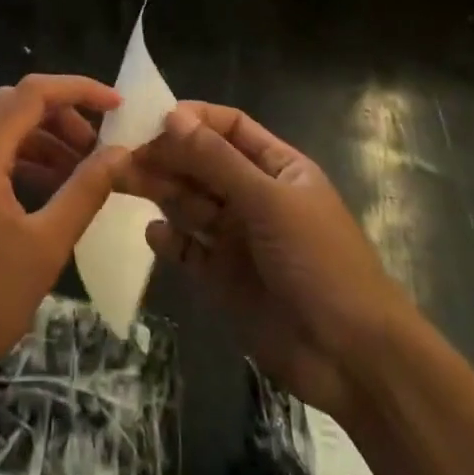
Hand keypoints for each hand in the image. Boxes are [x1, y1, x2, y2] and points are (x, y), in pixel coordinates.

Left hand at [0, 74, 123, 404]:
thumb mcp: (46, 244)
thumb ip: (85, 190)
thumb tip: (120, 153)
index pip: (33, 92)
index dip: (79, 90)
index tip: (117, 106)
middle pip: (15, 103)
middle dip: (62, 114)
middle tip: (97, 145)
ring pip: (2, 127)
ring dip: (43, 137)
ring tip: (81, 169)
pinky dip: (23, 157)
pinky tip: (49, 187)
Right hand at [124, 103, 406, 420]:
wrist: (352, 358)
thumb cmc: (319, 262)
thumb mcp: (269, 201)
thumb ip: (217, 160)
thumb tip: (172, 116)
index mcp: (278, 167)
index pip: (230, 127)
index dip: (194, 119)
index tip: (152, 118)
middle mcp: (255, 196)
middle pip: (203, 164)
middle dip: (167, 155)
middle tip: (121, 152)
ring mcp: (238, 238)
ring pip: (190, 203)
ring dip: (159, 190)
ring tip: (121, 180)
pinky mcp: (223, 279)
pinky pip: (189, 250)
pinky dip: (170, 240)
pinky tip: (154, 234)